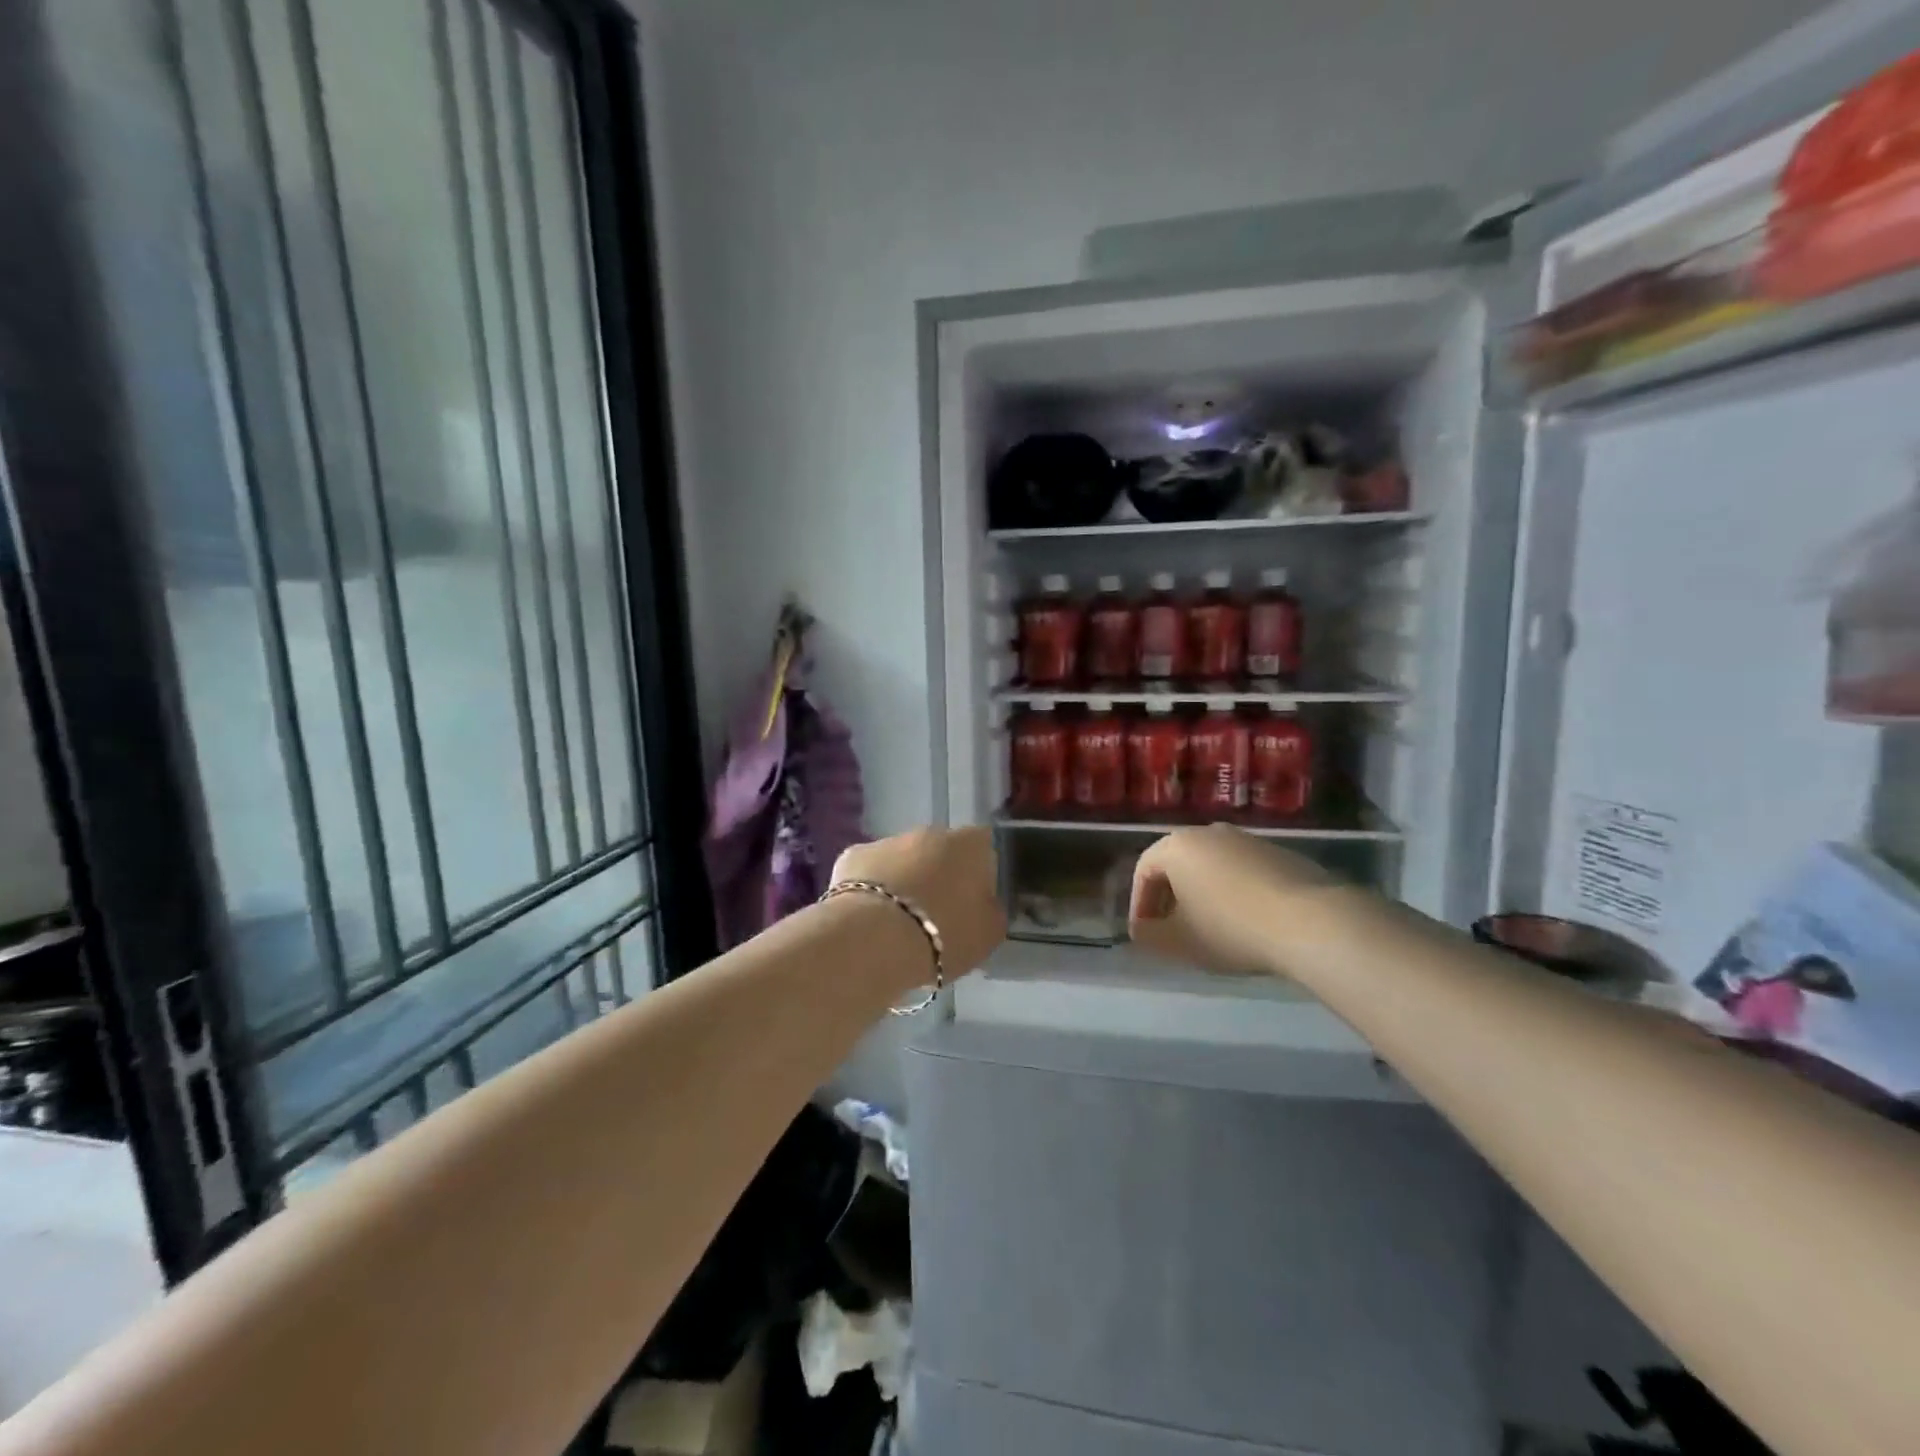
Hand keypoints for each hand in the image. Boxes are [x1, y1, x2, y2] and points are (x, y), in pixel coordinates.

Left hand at [831, 826, 1006, 983]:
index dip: (982, 872)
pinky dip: (871, 889)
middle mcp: (930, 832)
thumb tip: (985, 902)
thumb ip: (991, 910)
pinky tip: (869, 918)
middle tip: (938, 914)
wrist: (876, 938)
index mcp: (971, 844)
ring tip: (900, 922)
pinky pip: (869, 872)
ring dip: (905, 881)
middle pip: (941, 850)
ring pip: (903, 859)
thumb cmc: (945, 934)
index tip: (976, 900)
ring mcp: (888, 840)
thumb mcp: (989, 933)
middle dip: (940, 875)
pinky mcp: (853, 856)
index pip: (985, 846)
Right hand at [1128, 825, 1335, 975]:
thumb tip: (1141, 930)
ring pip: (1212, 867)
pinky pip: (1243, 872)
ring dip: (1204, 895)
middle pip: (1179, 864)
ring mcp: (1248, 840)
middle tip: (1173, 930)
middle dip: (1171, 898)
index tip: (1145, 933)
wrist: (1309, 921)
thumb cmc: (1229, 927)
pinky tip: (1248, 922)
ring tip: (1211, 929)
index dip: (1140, 904)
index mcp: (1177, 846)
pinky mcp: (1281, 853)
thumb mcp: (1179, 941)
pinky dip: (1236, 893)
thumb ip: (1150, 935)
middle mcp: (1209, 832)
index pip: (1144, 871)